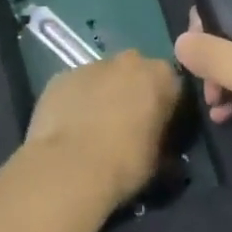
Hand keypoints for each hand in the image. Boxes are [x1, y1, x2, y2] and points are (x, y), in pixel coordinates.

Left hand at [23, 52, 180, 209]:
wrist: (69, 169)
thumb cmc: (125, 164)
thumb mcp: (159, 158)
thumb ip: (161, 139)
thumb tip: (160, 144)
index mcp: (161, 75)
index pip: (171, 85)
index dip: (165, 108)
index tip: (158, 128)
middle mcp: (129, 61)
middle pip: (135, 73)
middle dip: (132, 93)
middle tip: (125, 126)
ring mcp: (91, 65)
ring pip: (102, 78)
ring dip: (102, 95)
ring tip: (92, 129)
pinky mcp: (61, 76)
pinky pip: (75, 87)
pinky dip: (75, 101)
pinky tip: (69, 128)